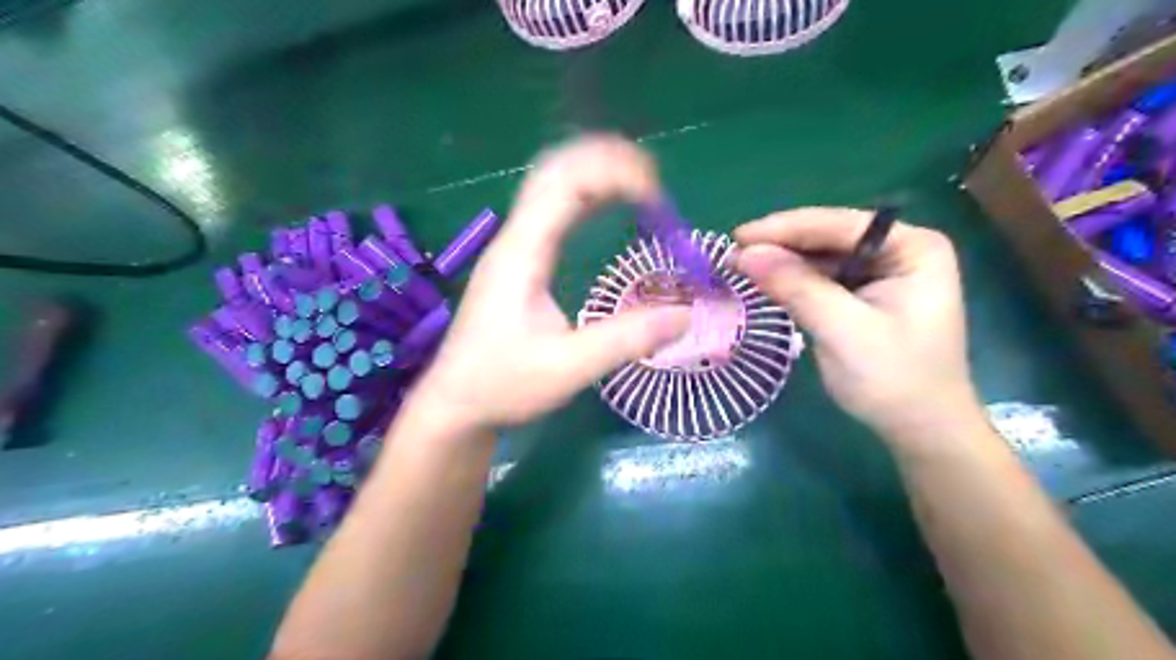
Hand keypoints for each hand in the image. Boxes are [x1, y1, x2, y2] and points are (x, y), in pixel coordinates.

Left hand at [414, 138, 689, 430]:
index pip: (566, 187)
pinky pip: (551, 210)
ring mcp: (513, 248)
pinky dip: (583, 196)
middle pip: (555, 171)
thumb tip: (685, 315)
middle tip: (653, 177)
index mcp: (522, 254)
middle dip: (604, 160)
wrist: (455, 403)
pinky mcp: (518, 261)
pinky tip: (606, 205)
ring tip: (638, 182)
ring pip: (550, 186)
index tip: (657, 194)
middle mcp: (514, 239)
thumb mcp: (567, 368)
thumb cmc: (502, 385)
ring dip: (593, 172)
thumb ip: (625, 340)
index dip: (613, 174)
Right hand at [733, 208, 985, 446]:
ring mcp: (881, 272)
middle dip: (780, 245)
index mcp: (912, 247)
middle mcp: (898, 250)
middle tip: (731, 253)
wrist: (920, 430)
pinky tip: (764, 281)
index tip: (739, 237)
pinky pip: (821, 279)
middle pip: (828, 237)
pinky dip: (791, 281)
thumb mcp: (842, 330)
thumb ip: (796, 287)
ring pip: (820, 257)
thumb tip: (744, 253)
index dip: (785, 228)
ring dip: (781, 263)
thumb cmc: (894, 379)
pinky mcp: (863, 295)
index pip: (839, 225)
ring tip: (738, 265)